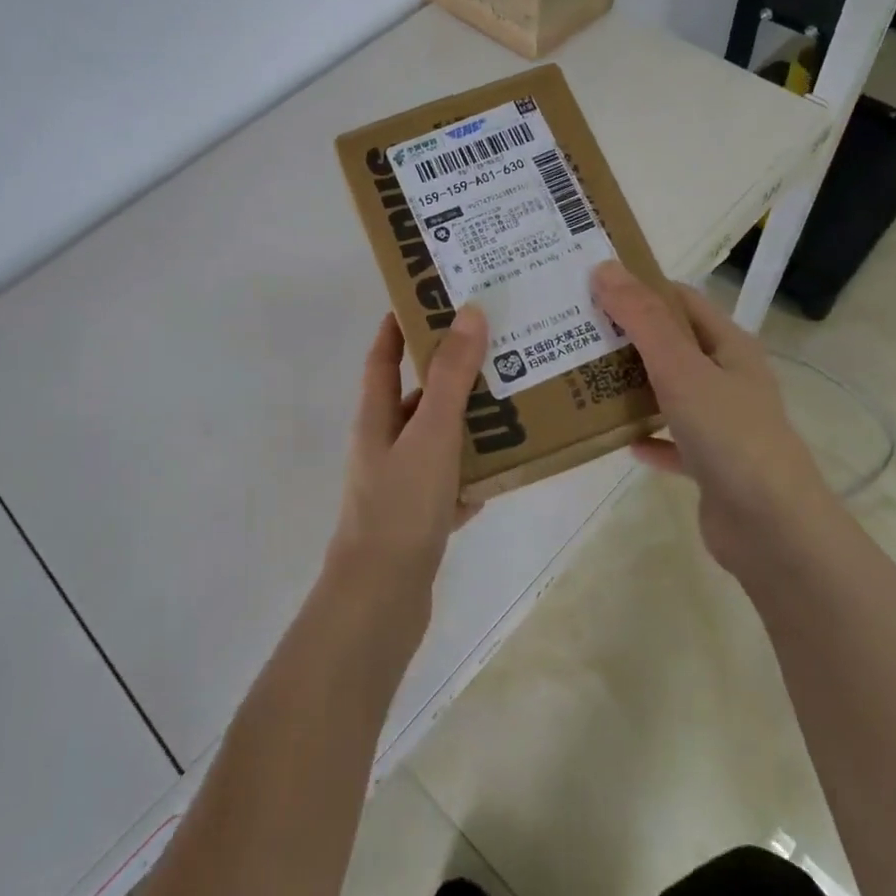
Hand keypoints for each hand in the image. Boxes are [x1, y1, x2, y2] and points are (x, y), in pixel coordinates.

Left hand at [330, 305, 489, 599]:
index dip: (399, 325)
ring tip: (517, 397)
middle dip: (452, 370)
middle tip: (498, 345)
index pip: (383, 356)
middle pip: (420, 395)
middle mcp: (386, 443)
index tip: (430, 297)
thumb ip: (451, 376)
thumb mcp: (431, 433)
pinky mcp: (422, 516)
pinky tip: (513, 464)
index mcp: (377, 417)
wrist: (382, 597)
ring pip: (441, 438)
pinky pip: (455, 480)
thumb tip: (468, 312)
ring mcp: (403, 482)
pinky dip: (478, 470)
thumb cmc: (401, 505)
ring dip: (472, 420)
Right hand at [590, 261, 830, 581]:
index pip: (680, 300)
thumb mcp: (681, 368)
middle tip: (574, 330)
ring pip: (669, 392)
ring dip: (632, 387)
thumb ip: (643, 319)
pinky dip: (647, 437)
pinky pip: (671, 441)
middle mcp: (728, 378)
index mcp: (729, 346)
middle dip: (627, 337)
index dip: (640, 287)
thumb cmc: (729, 435)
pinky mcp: (711, 464)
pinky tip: (619, 440)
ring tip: (582, 379)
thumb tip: (605, 268)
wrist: (771, 529)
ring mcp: (722, 423)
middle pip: (672, 345)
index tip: (592, 284)